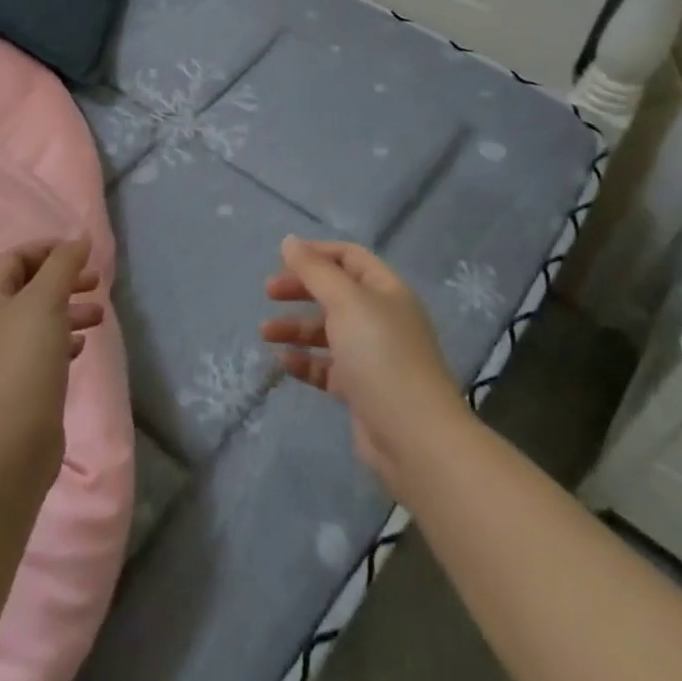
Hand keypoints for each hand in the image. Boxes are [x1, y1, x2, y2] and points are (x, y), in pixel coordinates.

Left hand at [0, 243, 103, 474]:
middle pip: (30, 287)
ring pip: (41, 319)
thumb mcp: (47, 299)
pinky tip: (84, 346)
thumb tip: (80, 238)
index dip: (46, 249)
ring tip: (100, 315)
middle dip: (63, 279)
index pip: (15, 258)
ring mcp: (7, 355)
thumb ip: (64, 264)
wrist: (13, 438)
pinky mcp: (23, 383)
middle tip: (96, 281)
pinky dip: (66, 340)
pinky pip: (46, 349)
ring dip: (70, 309)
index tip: (80, 253)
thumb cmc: (26, 358)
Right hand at [261, 236, 466, 483]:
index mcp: (386, 291)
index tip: (282, 259)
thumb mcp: (345, 302)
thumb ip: (315, 271)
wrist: (416, 439)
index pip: (350, 257)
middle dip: (301, 290)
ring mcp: (373, 356)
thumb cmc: (381, 356)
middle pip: (335, 293)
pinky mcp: (362, 390)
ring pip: (328, 331)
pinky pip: (328, 367)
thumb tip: (289, 241)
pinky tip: (284, 362)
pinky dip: (306, 361)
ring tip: (265, 333)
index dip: (316, 253)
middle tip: (268, 293)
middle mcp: (382, 319)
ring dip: (296, 327)